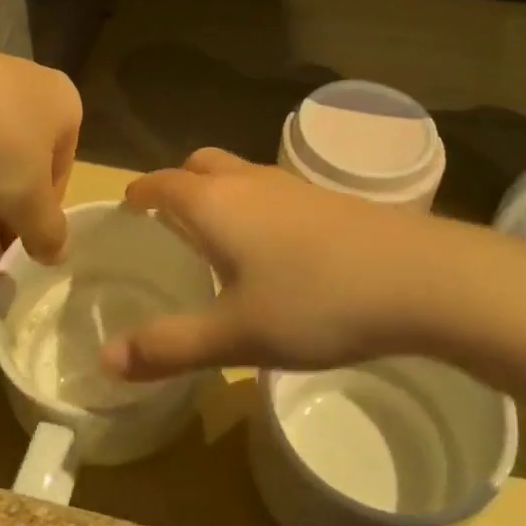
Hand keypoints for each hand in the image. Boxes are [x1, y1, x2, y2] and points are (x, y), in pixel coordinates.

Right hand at [101, 148, 443, 380]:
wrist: (418, 277)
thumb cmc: (314, 302)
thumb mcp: (236, 335)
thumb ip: (170, 346)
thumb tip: (106, 360)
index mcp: (215, 204)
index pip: (163, 183)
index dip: (141, 192)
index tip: (128, 205)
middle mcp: (249, 181)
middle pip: (201, 165)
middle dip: (178, 184)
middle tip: (169, 220)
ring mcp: (293, 185)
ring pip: (240, 174)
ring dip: (219, 193)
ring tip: (218, 236)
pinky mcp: (328, 200)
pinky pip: (273, 190)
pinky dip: (255, 205)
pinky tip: (274, 249)